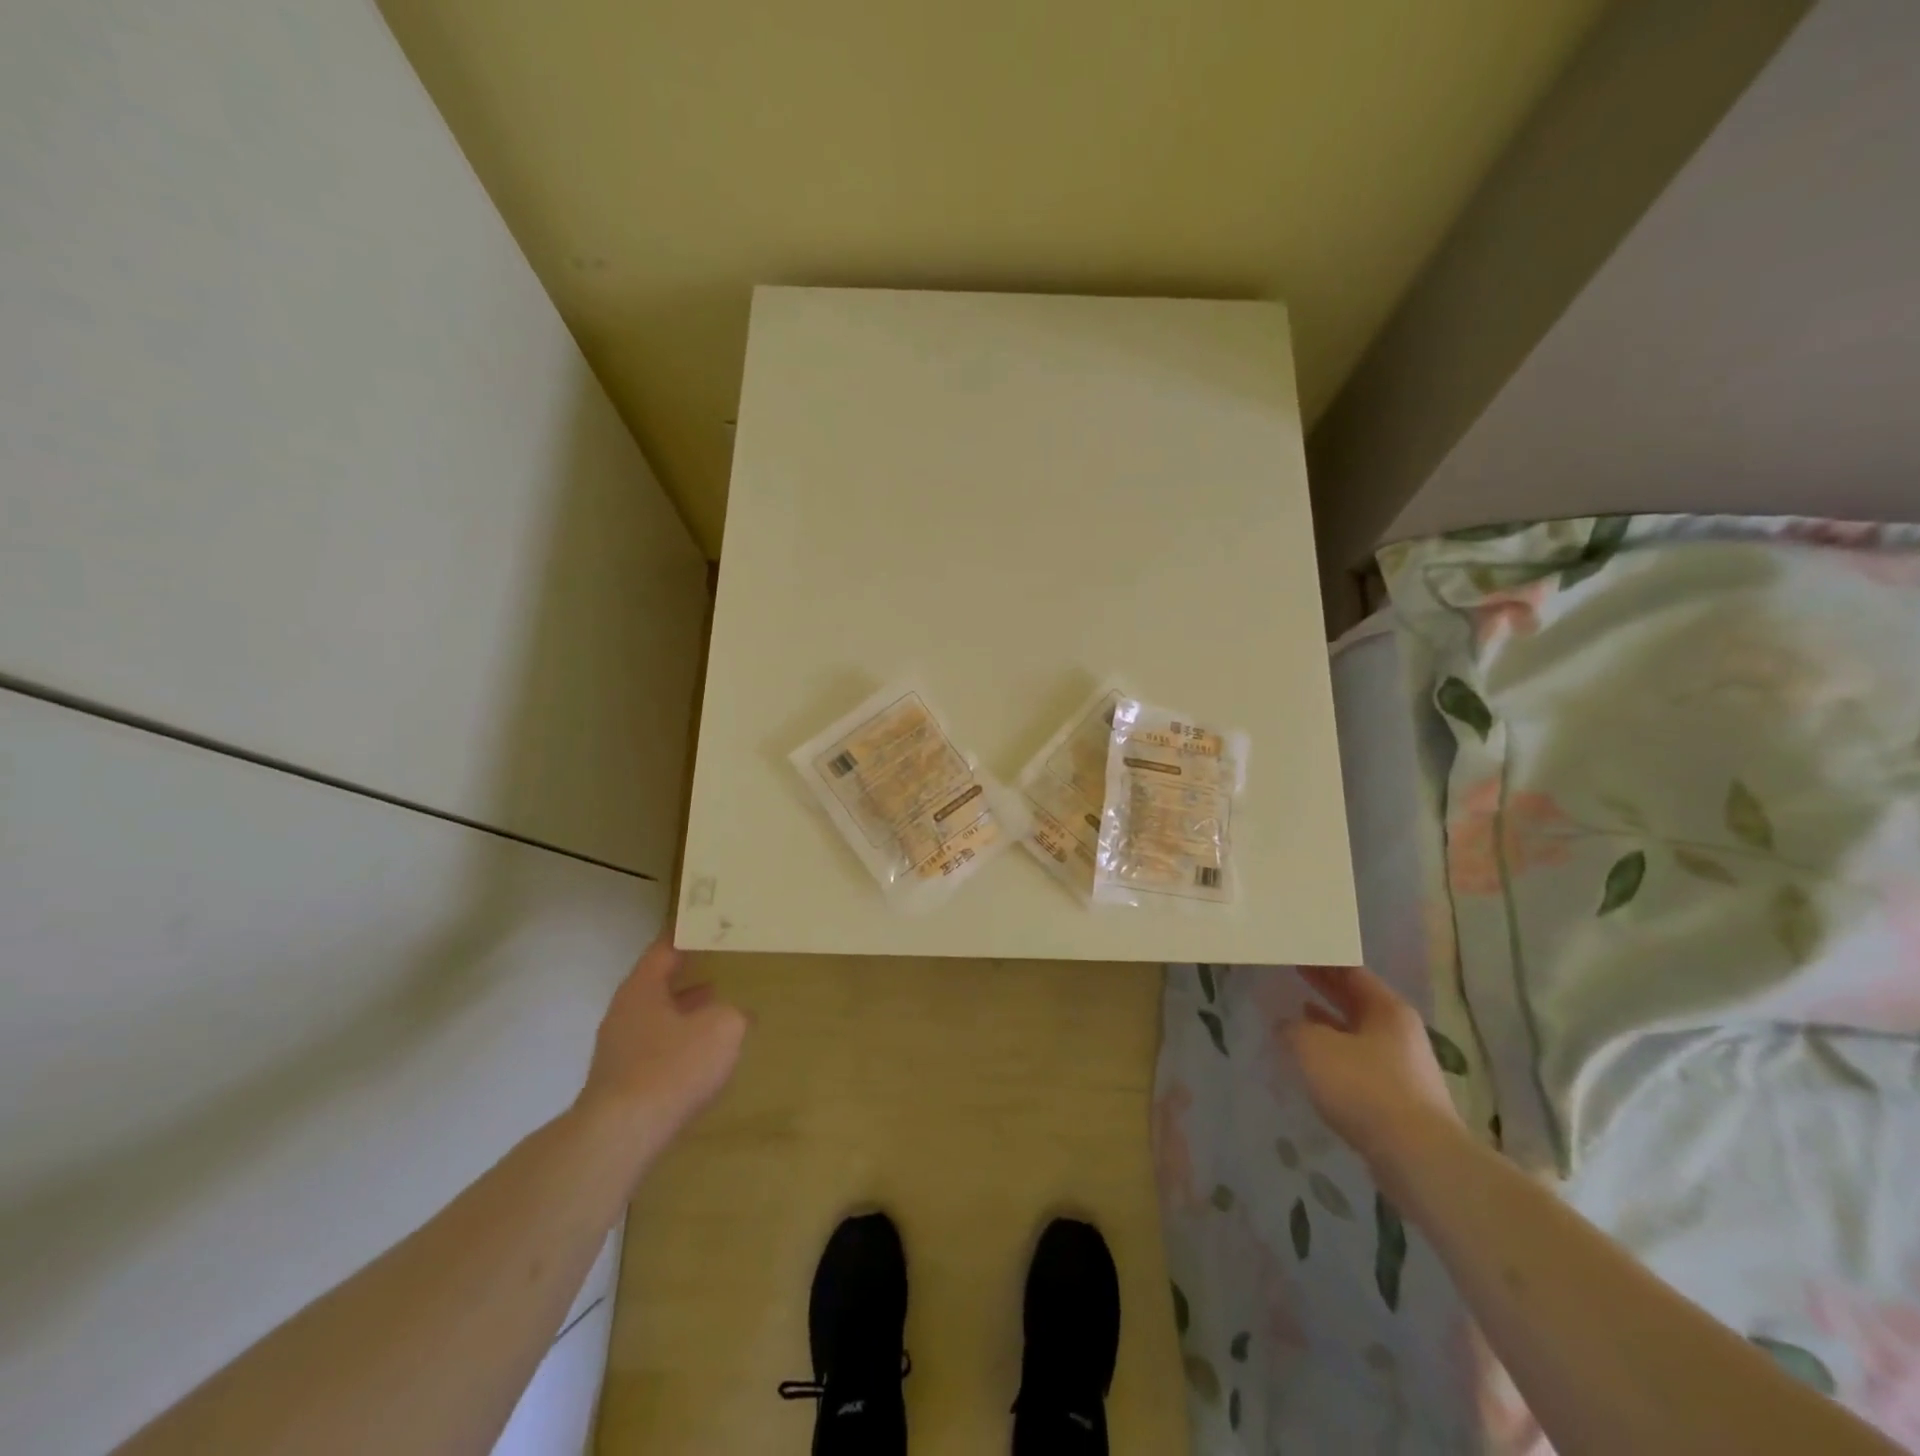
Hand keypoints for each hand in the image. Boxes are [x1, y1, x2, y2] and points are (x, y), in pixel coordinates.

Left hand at [576, 931, 747, 1147]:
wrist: (621, 1136)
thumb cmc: (673, 1067)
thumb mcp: (723, 1029)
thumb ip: (734, 1013)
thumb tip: (736, 1014)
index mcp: (642, 988)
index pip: (664, 949)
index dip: (686, 936)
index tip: (707, 926)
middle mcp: (624, 1013)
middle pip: (657, 983)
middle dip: (687, 975)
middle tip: (719, 964)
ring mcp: (618, 1049)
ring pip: (656, 1018)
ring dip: (684, 1011)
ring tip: (717, 1008)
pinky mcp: (621, 1082)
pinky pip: (655, 1049)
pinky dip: (678, 1043)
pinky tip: (701, 1056)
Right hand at [1285, 965, 1463, 1198]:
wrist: (1418, 1158)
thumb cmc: (1365, 1087)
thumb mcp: (1313, 1047)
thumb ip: (1293, 1029)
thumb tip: (1286, 1026)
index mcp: (1386, 1008)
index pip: (1349, 971)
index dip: (1320, 959)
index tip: (1294, 951)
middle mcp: (1399, 1032)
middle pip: (1355, 1000)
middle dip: (1324, 988)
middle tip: (1291, 972)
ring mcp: (1402, 1067)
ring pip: (1356, 1033)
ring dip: (1327, 1024)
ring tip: (1295, 1013)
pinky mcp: (1397, 1099)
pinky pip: (1358, 1064)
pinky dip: (1334, 1056)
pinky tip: (1313, 1062)